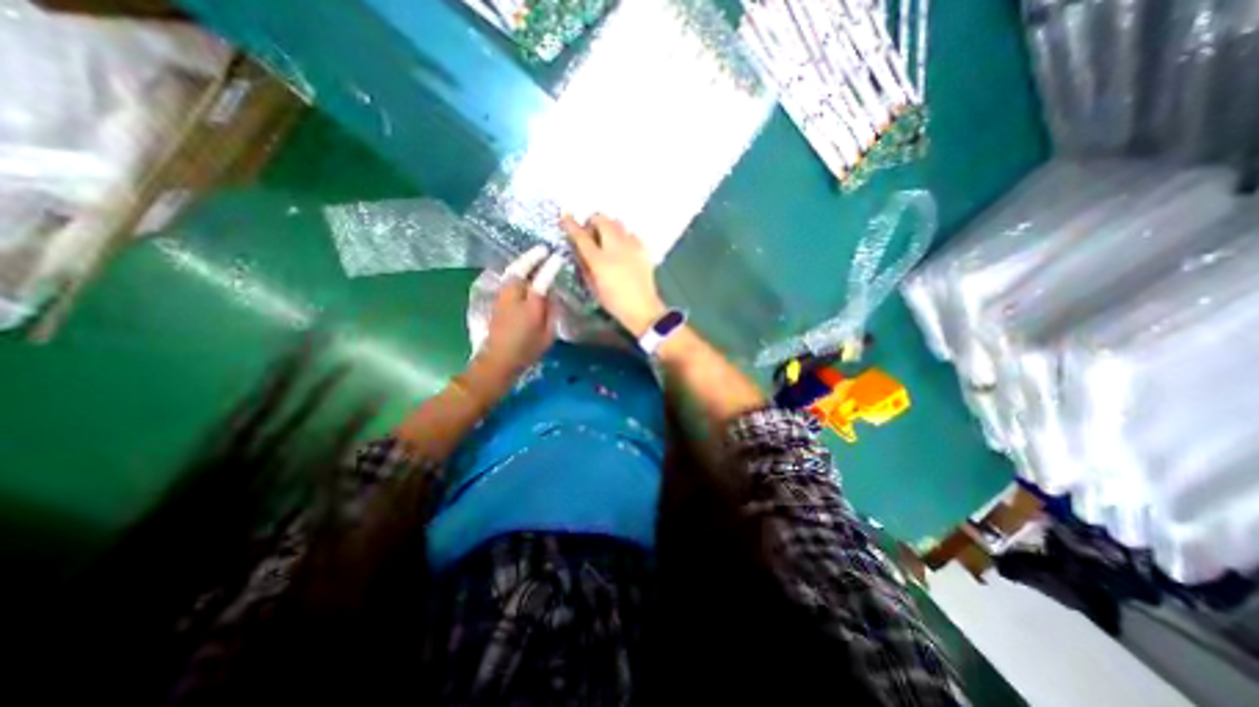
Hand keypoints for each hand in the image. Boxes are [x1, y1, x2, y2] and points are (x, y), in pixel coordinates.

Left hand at [475, 242, 561, 387]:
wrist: (498, 360)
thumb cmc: (527, 350)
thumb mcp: (547, 334)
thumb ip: (550, 311)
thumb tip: (550, 294)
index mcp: (530, 306)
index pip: (543, 280)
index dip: (551, 267)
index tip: (559, 256)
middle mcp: (514, 296)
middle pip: (521, 269)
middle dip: (532, 257)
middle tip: (543, 249)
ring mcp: (502, 297)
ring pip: (512, 272)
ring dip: (523, 262)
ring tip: (534, 255)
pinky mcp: (497, 301)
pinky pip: (508, 279)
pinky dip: (516, 271)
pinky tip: (523, 271)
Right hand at [563, 212, 667, 335]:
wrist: (642, 309)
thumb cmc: (614, 302)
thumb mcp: (593, 287)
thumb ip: (585, 266)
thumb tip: (581, 251)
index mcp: (599, 261)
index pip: (581, 237)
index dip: (571, 224)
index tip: (565, 216)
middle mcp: (615, 248)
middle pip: (602, 220)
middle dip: (593, 220)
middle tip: (591, 229)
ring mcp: (631, 247)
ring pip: (618, 223)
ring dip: (609, 225)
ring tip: (607, 237)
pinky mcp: (643, 250)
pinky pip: (631, 234)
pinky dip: (624, 235)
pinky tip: (623, 247)